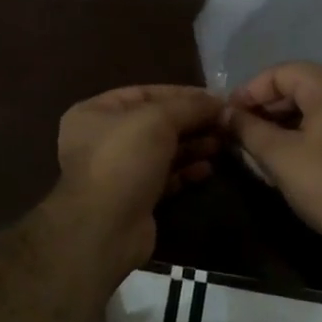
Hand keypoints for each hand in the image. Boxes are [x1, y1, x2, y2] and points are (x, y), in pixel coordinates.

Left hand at [50, 85, 224, 270]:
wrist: (105, 227)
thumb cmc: (124, 159)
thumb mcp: (158, 119)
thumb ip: (189, 106)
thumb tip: (218, 101)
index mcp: (96, 112)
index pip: (145, 93)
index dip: (182, 94)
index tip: (216, 99)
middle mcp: (103, 139)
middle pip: (155, 123)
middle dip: (191, 122)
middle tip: (225, 123)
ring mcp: (117, 171)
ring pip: (161, 151)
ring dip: (192, 146)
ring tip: (222, 144)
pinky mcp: (133, 198)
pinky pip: (164, 177)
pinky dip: (185, 171)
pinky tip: (208, 169)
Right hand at [226, 62, 321, 263]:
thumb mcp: (277, 155)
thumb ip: (247, 128)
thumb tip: (224, 114)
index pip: (280, 73)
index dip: (249, 92)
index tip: (227, 115)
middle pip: (299, 86)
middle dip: (265, 107)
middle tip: (238, 131)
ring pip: (315, 104)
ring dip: (284, 120)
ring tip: (257, 143)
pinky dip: (306, 129)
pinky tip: (286, 152)